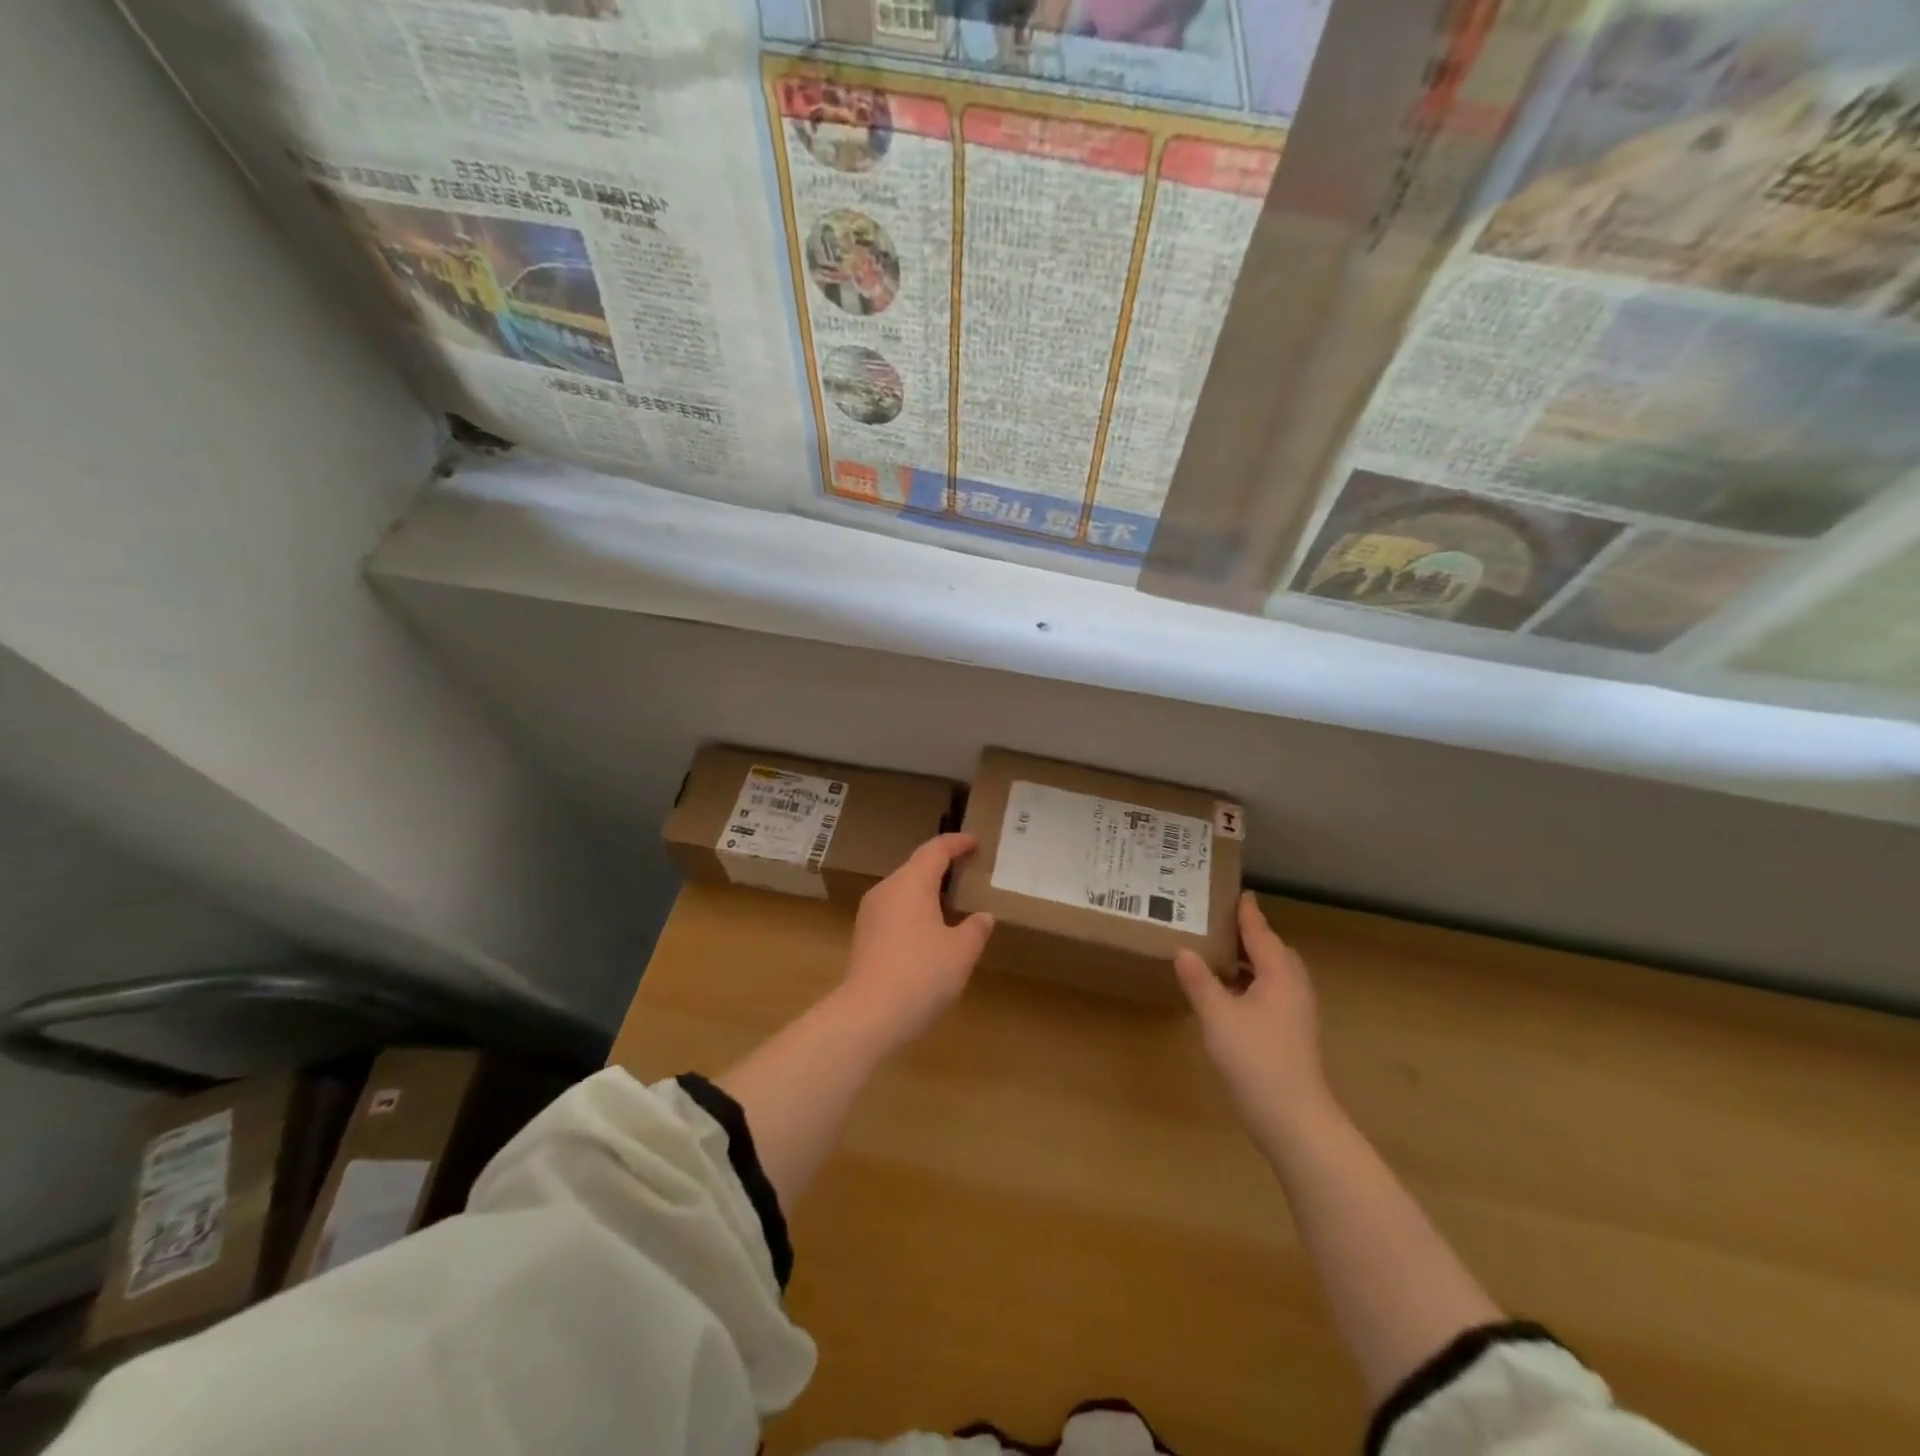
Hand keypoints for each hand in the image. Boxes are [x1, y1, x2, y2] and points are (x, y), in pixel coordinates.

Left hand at [833, 833, 993, 1056]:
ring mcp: (870, 913)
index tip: (974, 841)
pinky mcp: (864, 936)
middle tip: (967, 871)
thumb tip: (983, 916)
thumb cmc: (921, 974)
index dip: (956, 843)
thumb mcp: (961, 952)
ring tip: (952, 902)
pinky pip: (894, 911)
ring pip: (903, 890)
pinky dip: (915, 911)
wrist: (869, 1016)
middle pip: (916, 867)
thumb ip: (975, 929)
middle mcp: (887, 890)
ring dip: (927, 891)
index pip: (935, 850)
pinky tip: (930, 932)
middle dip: (942, 866)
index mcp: (911, 883)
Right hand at [1175, 892, 1335, 1139]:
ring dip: (1252, 962)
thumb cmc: (1255, 1059)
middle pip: (1274, 951)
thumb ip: (1199, 981)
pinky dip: (1253, 984)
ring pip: (1275, 975)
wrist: (1294, 1119)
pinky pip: (1273, 994)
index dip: (1247, 914)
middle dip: (1252, 936)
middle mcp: (1293, 987)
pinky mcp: (1294, 1034)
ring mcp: (1297, 1013)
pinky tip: (1231, 996)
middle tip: (1222, 924)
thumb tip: (1184, 950)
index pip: (1261, 932)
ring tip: (1221, 956)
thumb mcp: (1217, 1016)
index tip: (1238, 893)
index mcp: (1279, 974)